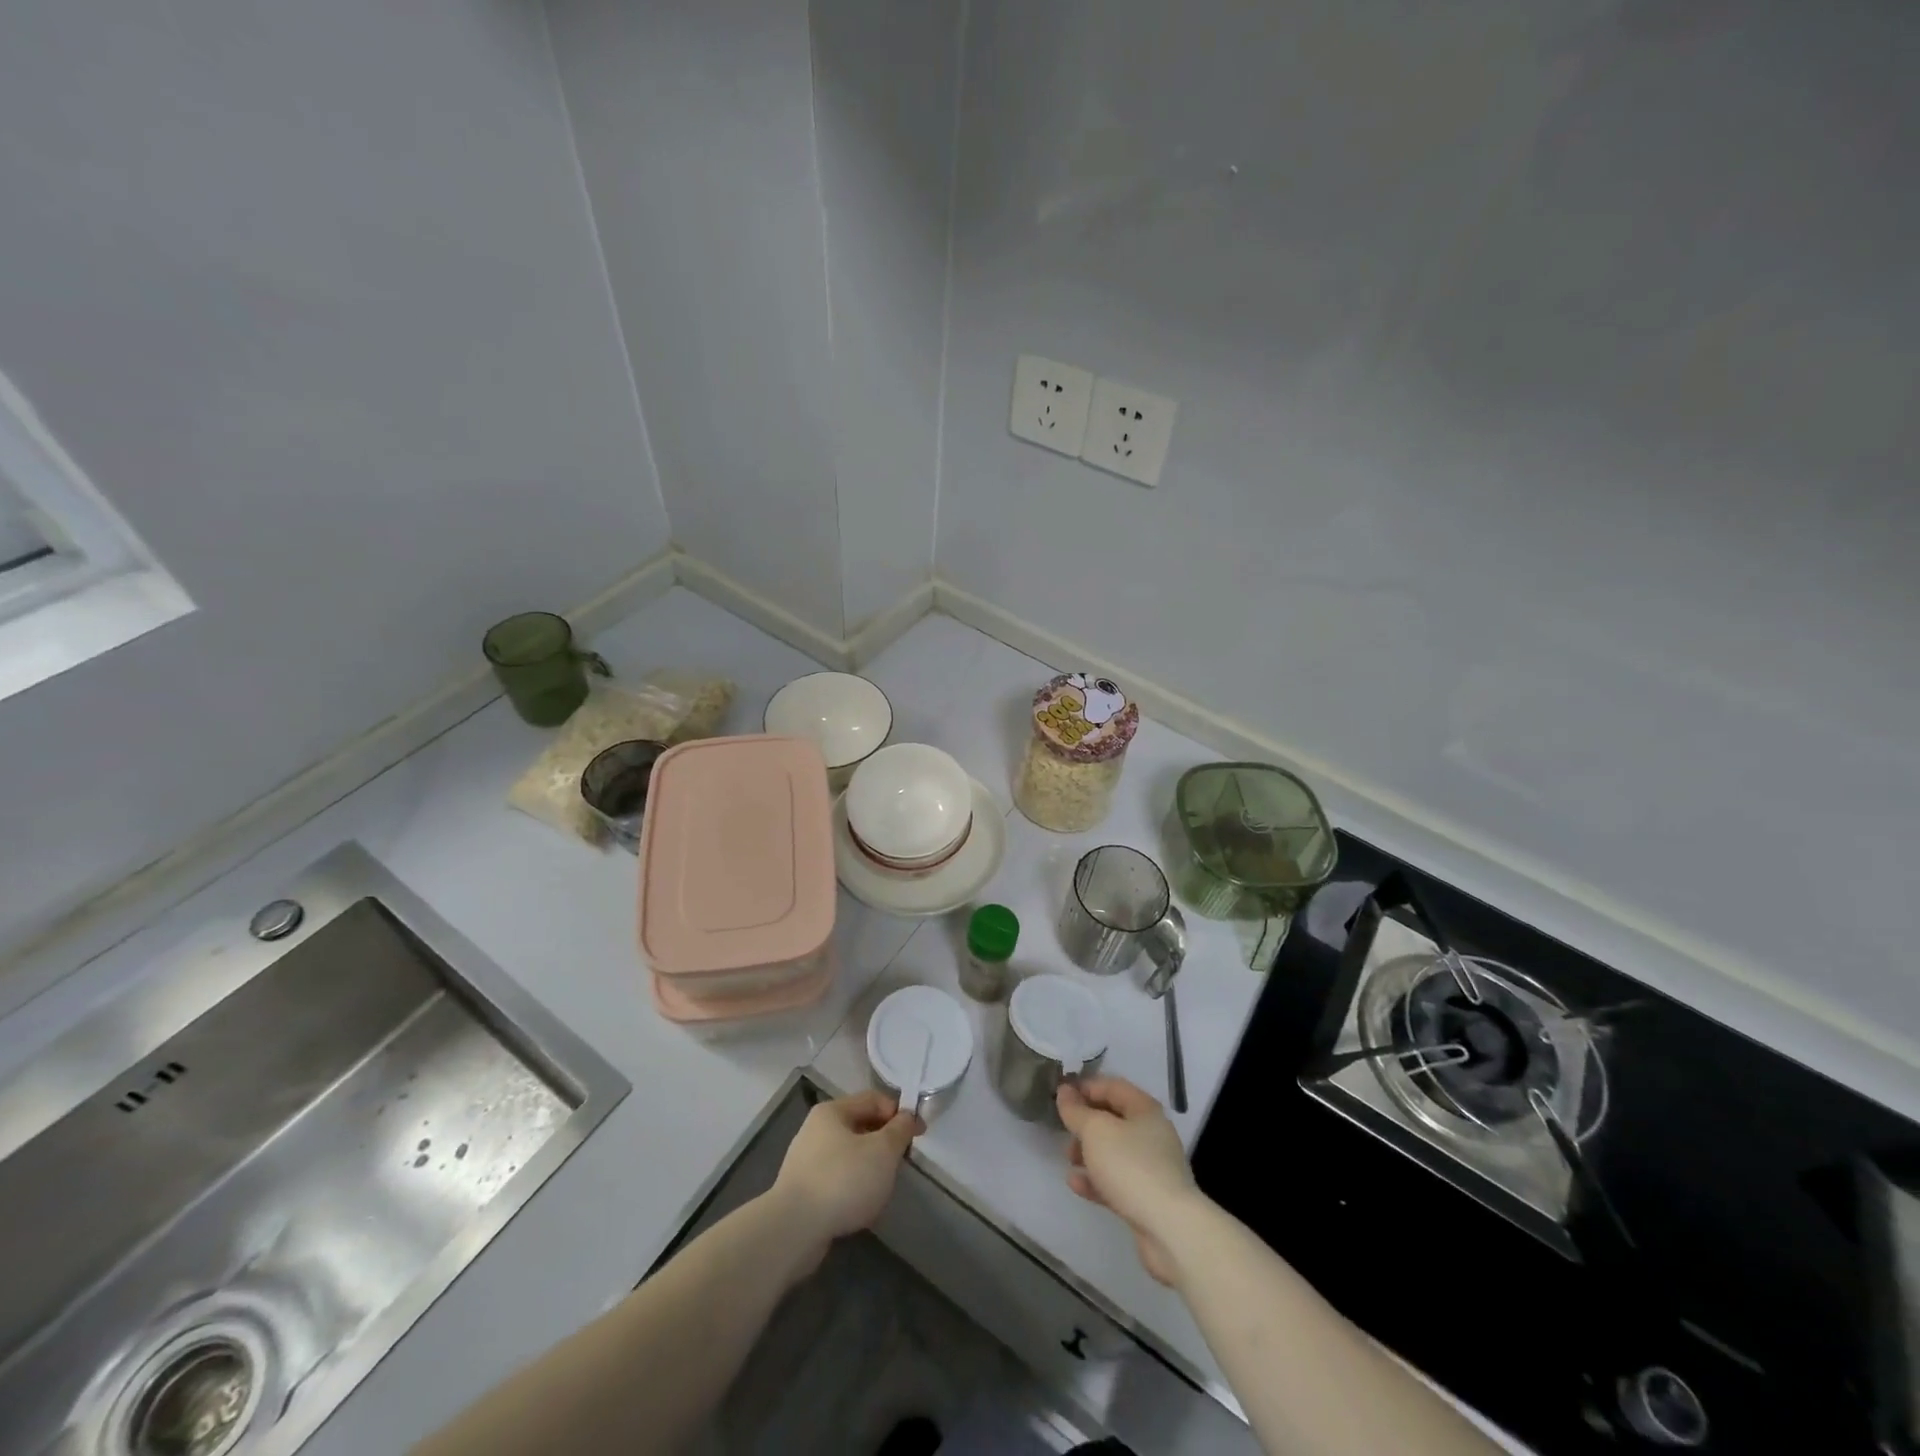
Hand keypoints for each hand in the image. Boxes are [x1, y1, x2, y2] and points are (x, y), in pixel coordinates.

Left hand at [771, 1091, 917, 1257]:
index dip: (899, 1113)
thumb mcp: (883, 1151)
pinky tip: (859, 1206)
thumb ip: (899, 1130)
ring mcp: (805, 1161)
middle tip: (901, 1164)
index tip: (919, 1135)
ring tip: (882, 1189)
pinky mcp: (802, 1190)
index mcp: (832, 1111)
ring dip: (869, 1167)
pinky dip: (852, 1187)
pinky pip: (836, 1179)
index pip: (874, 1099)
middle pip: (861, 1126)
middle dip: (884, 1143)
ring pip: (849, 1155)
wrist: (793, 1230)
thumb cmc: (843, 1180)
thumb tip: (906, 1117)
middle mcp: (815, 1129)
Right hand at [1057, 1077, 1202, 1285]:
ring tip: (1067, 1157)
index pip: (1112, 1086)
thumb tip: (1064, 1091)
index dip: (1085, 1086)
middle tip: (1063, 1129)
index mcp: (1144, 1109)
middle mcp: (1151, 1133)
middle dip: (1085, 1122)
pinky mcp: (1146, 1197)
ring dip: (1088, 1151)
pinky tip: (1075, 1183)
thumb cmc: (1130, 1166)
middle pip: (1113, 1119)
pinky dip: (1095, 1179)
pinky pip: (1116, 1180)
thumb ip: (1076, 1110)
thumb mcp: (1095, 1131)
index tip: (1060, 1095)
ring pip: (1113, 1151)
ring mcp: (1151, 1167)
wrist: (1168, 1228)